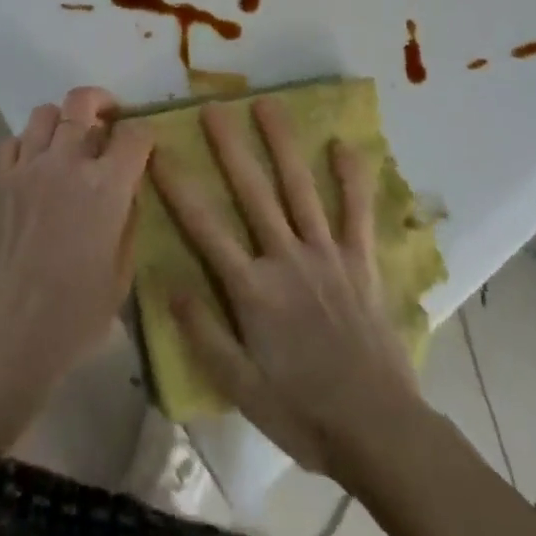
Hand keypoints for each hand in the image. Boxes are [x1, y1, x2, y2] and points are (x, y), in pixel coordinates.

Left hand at [0, 86, 153, 420]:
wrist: (9, 334)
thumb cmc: (75, 314)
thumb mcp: (122, 271)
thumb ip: (128, 219)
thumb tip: (127, 190)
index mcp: (106, 186)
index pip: (134, 134)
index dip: (143, 135)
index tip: (143, 146)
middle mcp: (67, 162)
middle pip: (83, 101)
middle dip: (101, 103)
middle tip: (107, 119)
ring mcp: (27, 167)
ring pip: (45, 112)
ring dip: (61, 121)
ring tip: (67, 142)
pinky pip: (11, 141)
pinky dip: (25, 146)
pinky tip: (32, 166)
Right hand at [149, 97, 423, 476]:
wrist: (378, 431)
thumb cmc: (303, 412)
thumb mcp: (241, 388)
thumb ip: (204, 333)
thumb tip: (168, 283)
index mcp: (252, 289)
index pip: (205, 227)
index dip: (178, 186)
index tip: (157, 150)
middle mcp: (286, 258)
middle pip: (252, 192)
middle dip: (229, 147)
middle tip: (213, 107)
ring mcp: (326, 254)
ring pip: (299, 187)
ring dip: (282, 143)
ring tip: (267, 104)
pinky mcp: (360, 261)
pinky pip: (356, 212)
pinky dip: (352, 178)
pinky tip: (344, 144)